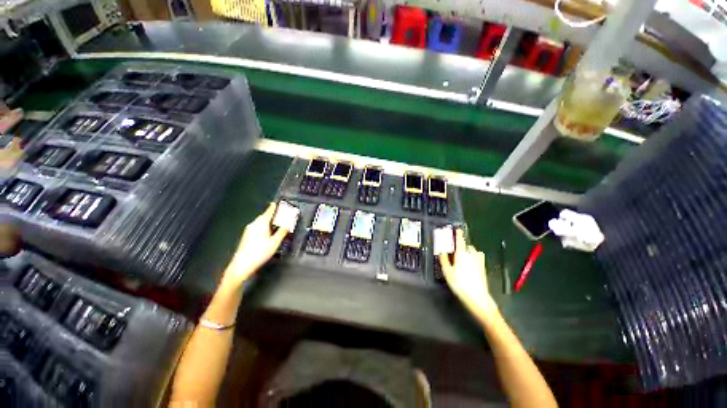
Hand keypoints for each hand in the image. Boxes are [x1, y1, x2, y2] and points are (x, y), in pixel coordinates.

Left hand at [222, 203, 287, 288]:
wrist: (241, 265)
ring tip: (276, 223)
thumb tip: (288, 225)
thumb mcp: (274, 242)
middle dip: (272, 215)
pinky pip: (257, 227)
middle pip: (264, 216)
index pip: (268, 212)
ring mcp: (248, 230)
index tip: (277, 203)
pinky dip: (264, 226)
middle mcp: (253, 225)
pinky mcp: (247, 236)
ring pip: (260, 222)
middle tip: (280, 214)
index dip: (274, 207)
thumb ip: (282, 232)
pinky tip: (267, 232)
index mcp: (261, 224)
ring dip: (268, 221)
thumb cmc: (259, 252)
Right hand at [440, 229, 497, 319]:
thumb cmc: (460, 284)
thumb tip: (441, 250)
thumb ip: (444, 259)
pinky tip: (469, 263)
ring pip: (473, 251)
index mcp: (462, 254)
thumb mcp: (447, 272)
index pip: (460, 240)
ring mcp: (479, 261)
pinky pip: (477, 257)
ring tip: (462, 256)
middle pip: (467, 245)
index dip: (458, 233)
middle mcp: (472, 255)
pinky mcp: (483, 267)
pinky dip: (473, 256)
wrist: (478, 298)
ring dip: (468, 250)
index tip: (456, 229)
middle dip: (461, 245)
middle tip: (455, 248)